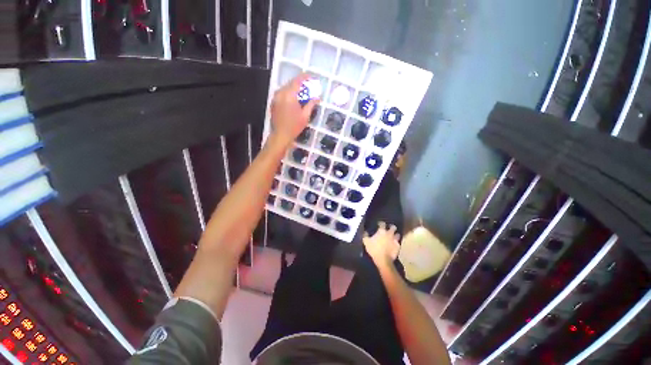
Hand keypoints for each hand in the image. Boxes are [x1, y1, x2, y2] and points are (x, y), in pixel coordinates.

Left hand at [270, 73, 319, 145]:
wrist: (280, 135)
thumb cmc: (294, 126)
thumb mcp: (305, 116)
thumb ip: (311, 104)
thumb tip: (317, 98)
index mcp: (289, 95)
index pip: (297, 81)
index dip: (305, 77)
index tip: (311, 77)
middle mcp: (281, 93)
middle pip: (291, 83)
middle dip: (300, 84)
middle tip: (308, 87)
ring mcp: (275, 97)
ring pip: (286, 88)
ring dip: (294, 89)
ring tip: (302, 93)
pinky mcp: (273, 102)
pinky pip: (282, 93)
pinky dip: (289, 94)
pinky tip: (294, 100)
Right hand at [363, 222, 400, 268]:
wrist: (383, 260)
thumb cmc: (374, 249)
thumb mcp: (366, 242)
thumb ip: (365, 235)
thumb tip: (365, 231)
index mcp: (381, 231)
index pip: (382, 223)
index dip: (380, 223)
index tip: (379, 224)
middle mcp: (389, 234)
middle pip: (393, 227)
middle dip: (391, 227)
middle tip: (389, 228)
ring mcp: (394, 240)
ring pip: (398, 234)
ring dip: (395, 235)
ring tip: (393, 236)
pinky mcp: (398, 246)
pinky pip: (398, 243)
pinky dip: (396, 243)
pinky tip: (394, 244)